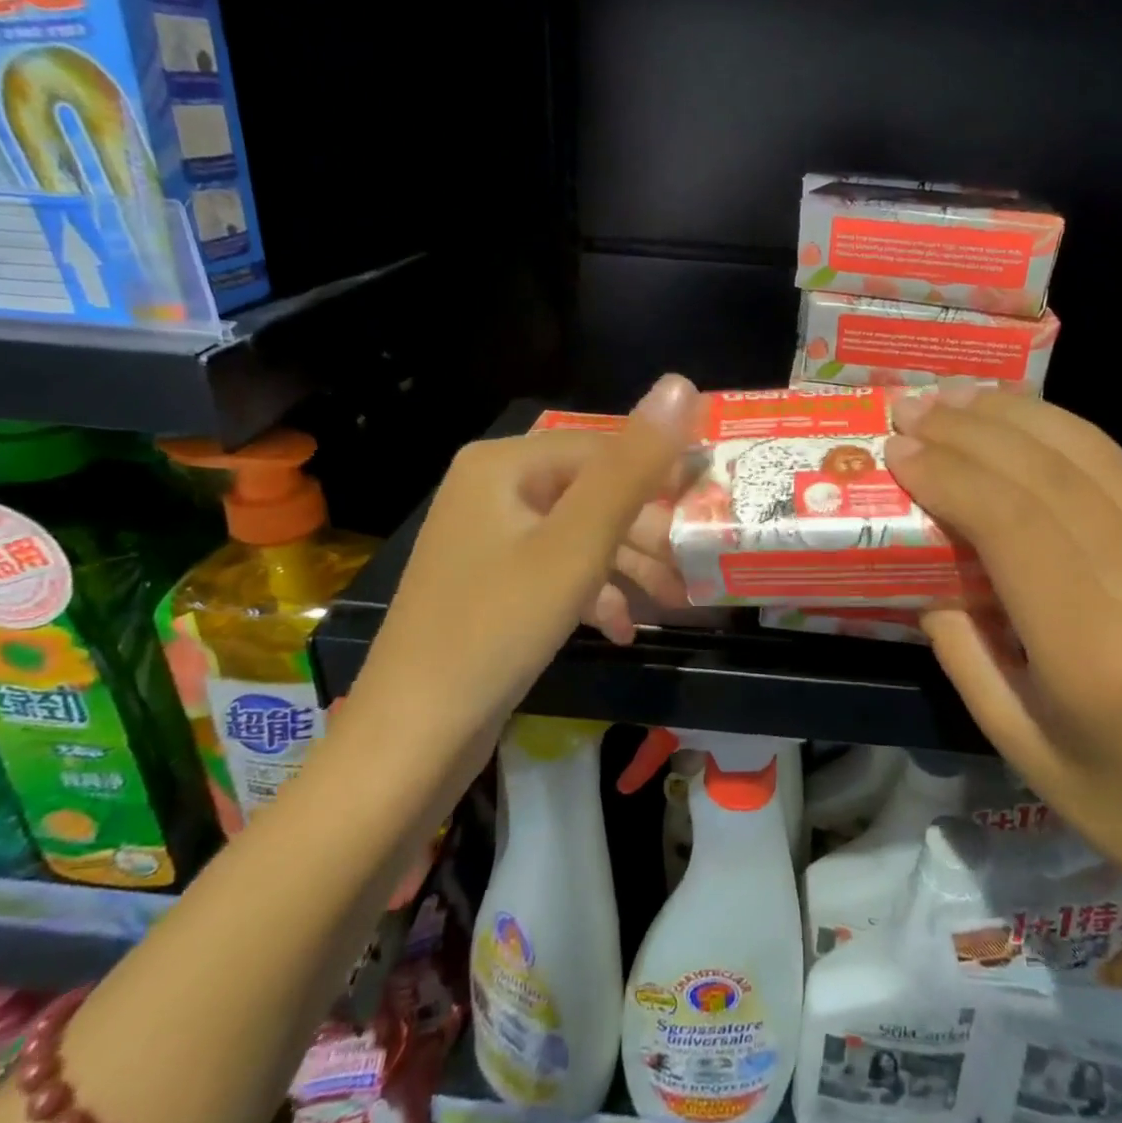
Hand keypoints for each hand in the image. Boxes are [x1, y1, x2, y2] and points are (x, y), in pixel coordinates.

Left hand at [363, 375, 701, 729]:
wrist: (412, 738)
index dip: (661, 474)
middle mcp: (490, 489)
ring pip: (576, 534)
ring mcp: (485, 538)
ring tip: (673, 600)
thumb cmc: (499, 627)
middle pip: (590, 493)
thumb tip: (680, 383)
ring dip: (626, 566)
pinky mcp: (488, 583)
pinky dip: (591, 592)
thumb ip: (633, 466)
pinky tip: (622, 627)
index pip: (603, 447)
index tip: (709, 508)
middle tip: (692, 566)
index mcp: (504, 464)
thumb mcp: (578, 544)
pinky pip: (553, 570)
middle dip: (645, 532)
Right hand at [885, 385, 1121, 905]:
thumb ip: (955, 637)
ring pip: (1093, 456)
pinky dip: (1059, 430)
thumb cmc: (1096, 788)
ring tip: (955, 396)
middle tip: (913, 410)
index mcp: (1096, 655)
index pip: (1018, 529)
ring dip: (1015, 415)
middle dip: (972, 433)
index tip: (900, 450)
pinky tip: (1013, 416)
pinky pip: (1121, 470)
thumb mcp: (1002, 728)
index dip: (954, 476)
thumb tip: (925, 553)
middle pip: (1053, 480)